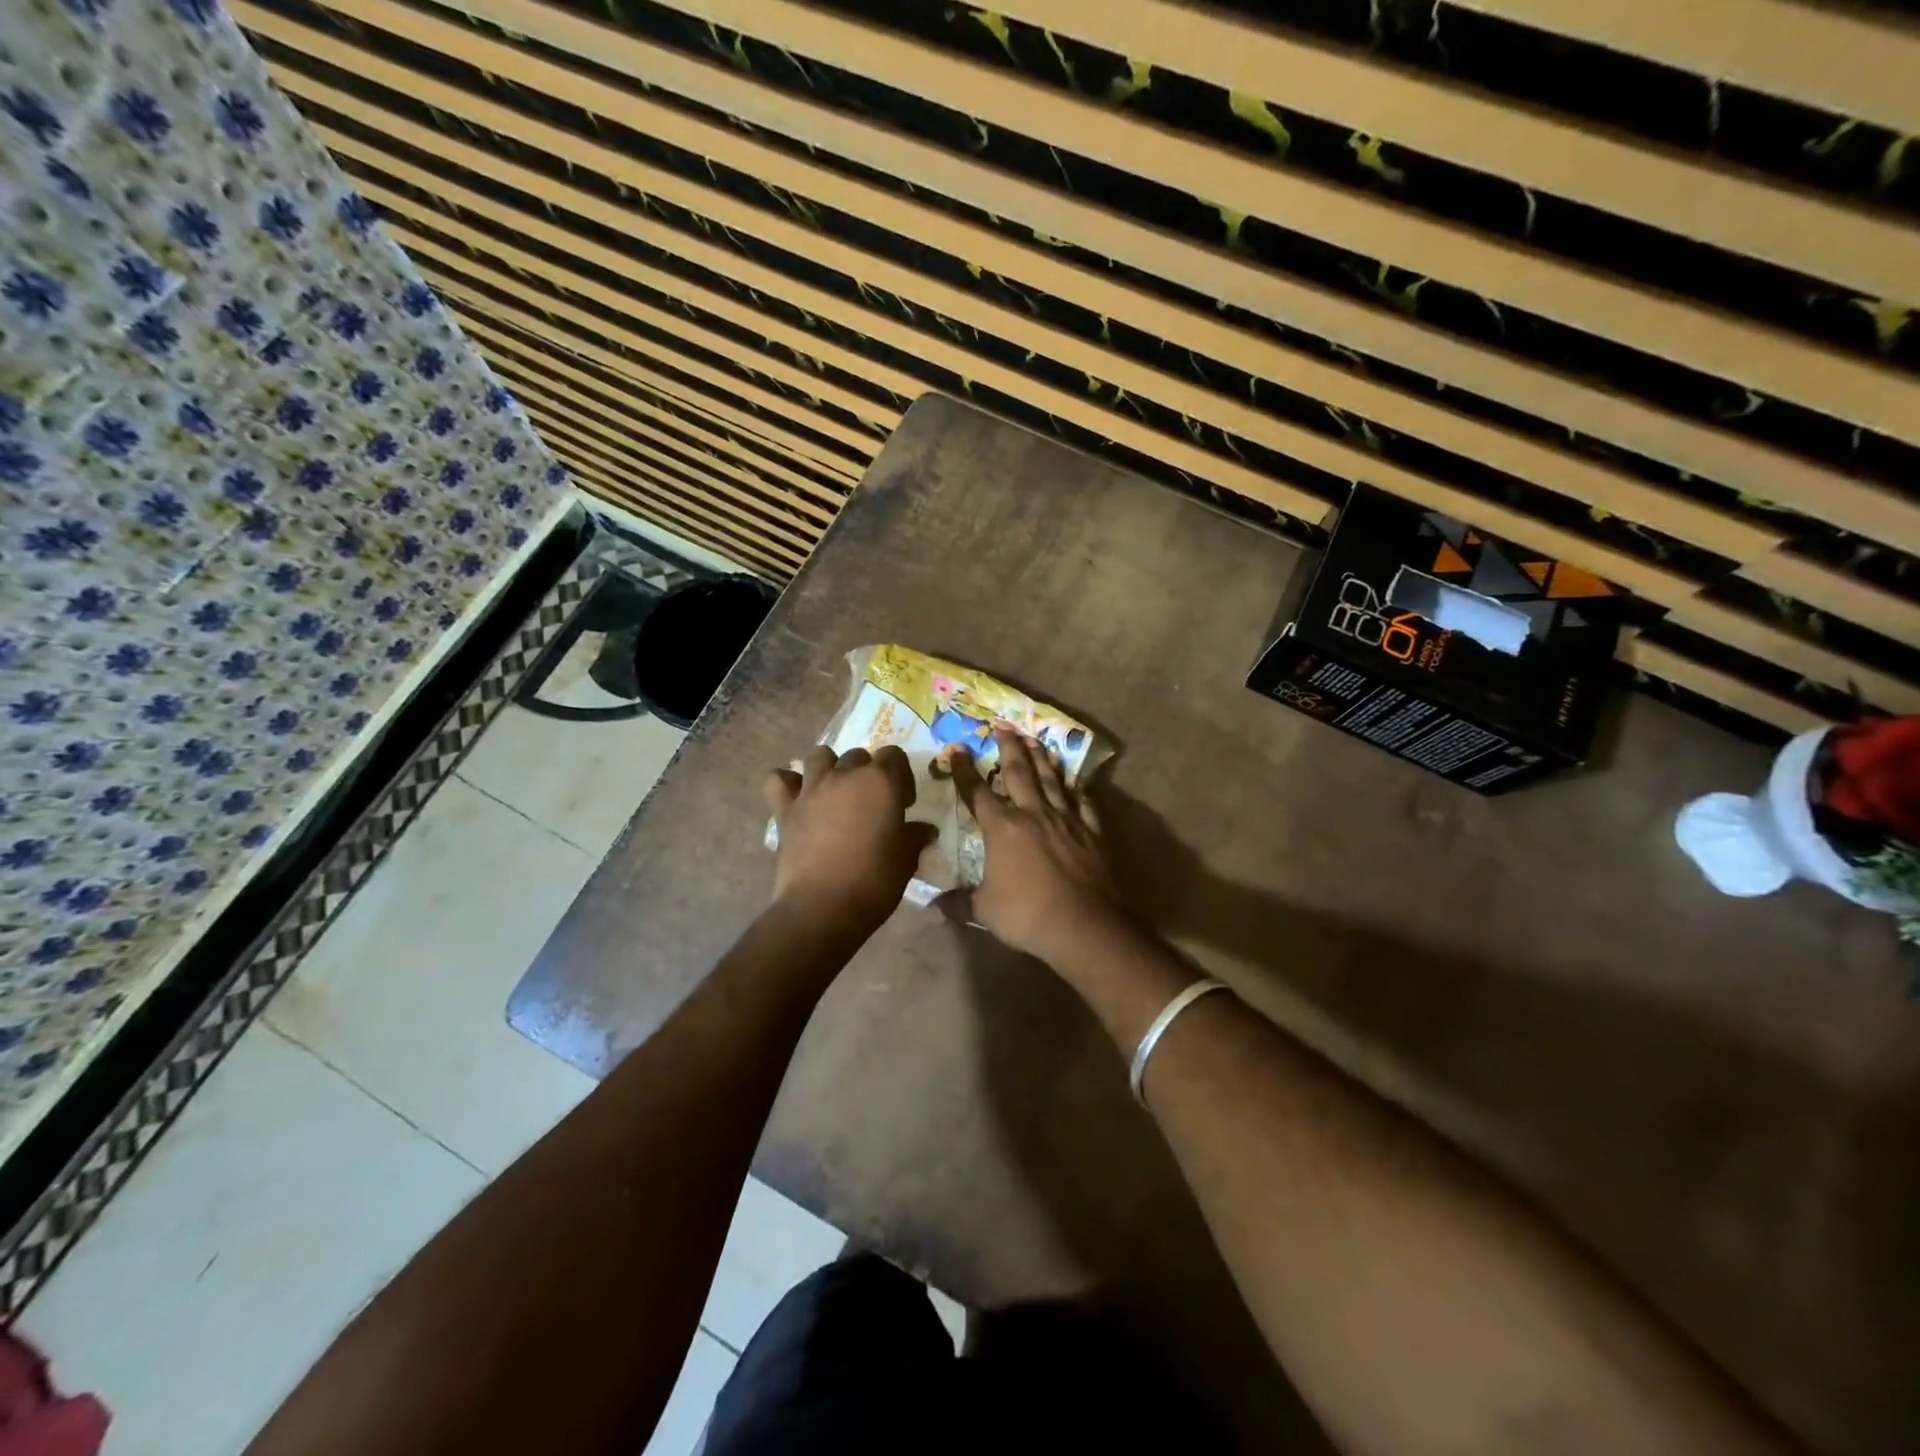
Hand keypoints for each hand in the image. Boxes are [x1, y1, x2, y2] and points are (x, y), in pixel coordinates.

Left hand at [764, 744, 933, 939]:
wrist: (822, 908)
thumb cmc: (874, 882)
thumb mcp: (906, 860)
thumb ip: (915, 837)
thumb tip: (924, 830)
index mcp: (881, 782)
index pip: (894, 755)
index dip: (901, 776)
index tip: (903, 803)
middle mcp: (845, 776)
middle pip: (858, 756)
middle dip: (867, 773)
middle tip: (871, 804)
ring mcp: (812, 789)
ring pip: (819, 756)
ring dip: (829, 767)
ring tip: (835, 792)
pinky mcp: (785, 809)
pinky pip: (778, 779)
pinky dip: (786, 782)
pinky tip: (796, 797)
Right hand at [944, 727, 1123, 962]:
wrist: (1083, 925)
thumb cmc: (1027, 915)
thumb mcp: (984, 910)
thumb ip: (959, 903)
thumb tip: (933, 906)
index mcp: (1002, 828)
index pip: (977, 792)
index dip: (964, 770)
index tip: (956, 748)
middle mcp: (1033, 814)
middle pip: (1018, 772)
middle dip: (1008, 747)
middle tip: (1003, 725)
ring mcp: (1066, 820)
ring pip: (1051, 780)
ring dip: (1041, 758)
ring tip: (1035, 739)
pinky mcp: (1092, 832)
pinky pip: (1083, 803)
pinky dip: (1076, 790)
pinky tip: (1074, 783)